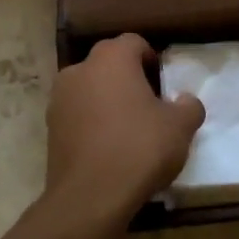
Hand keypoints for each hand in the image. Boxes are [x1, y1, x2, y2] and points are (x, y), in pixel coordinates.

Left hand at [43, 34, 205, 222]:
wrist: (90, 196)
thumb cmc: (139, 148)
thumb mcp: (180, 127)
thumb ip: (189, 106)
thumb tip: (185, 100)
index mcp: (111, 59)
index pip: (134, 42)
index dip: (151, 58)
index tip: (163, 83)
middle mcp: (80, 69)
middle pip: (108, 62)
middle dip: (128, 77)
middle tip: (149, 104)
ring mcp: (59, 98)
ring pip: (90, 87)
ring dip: (107, 99)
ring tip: (127, 128)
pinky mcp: (49, 126)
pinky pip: (77, 113)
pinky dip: (91, 121)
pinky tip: (107, 146)